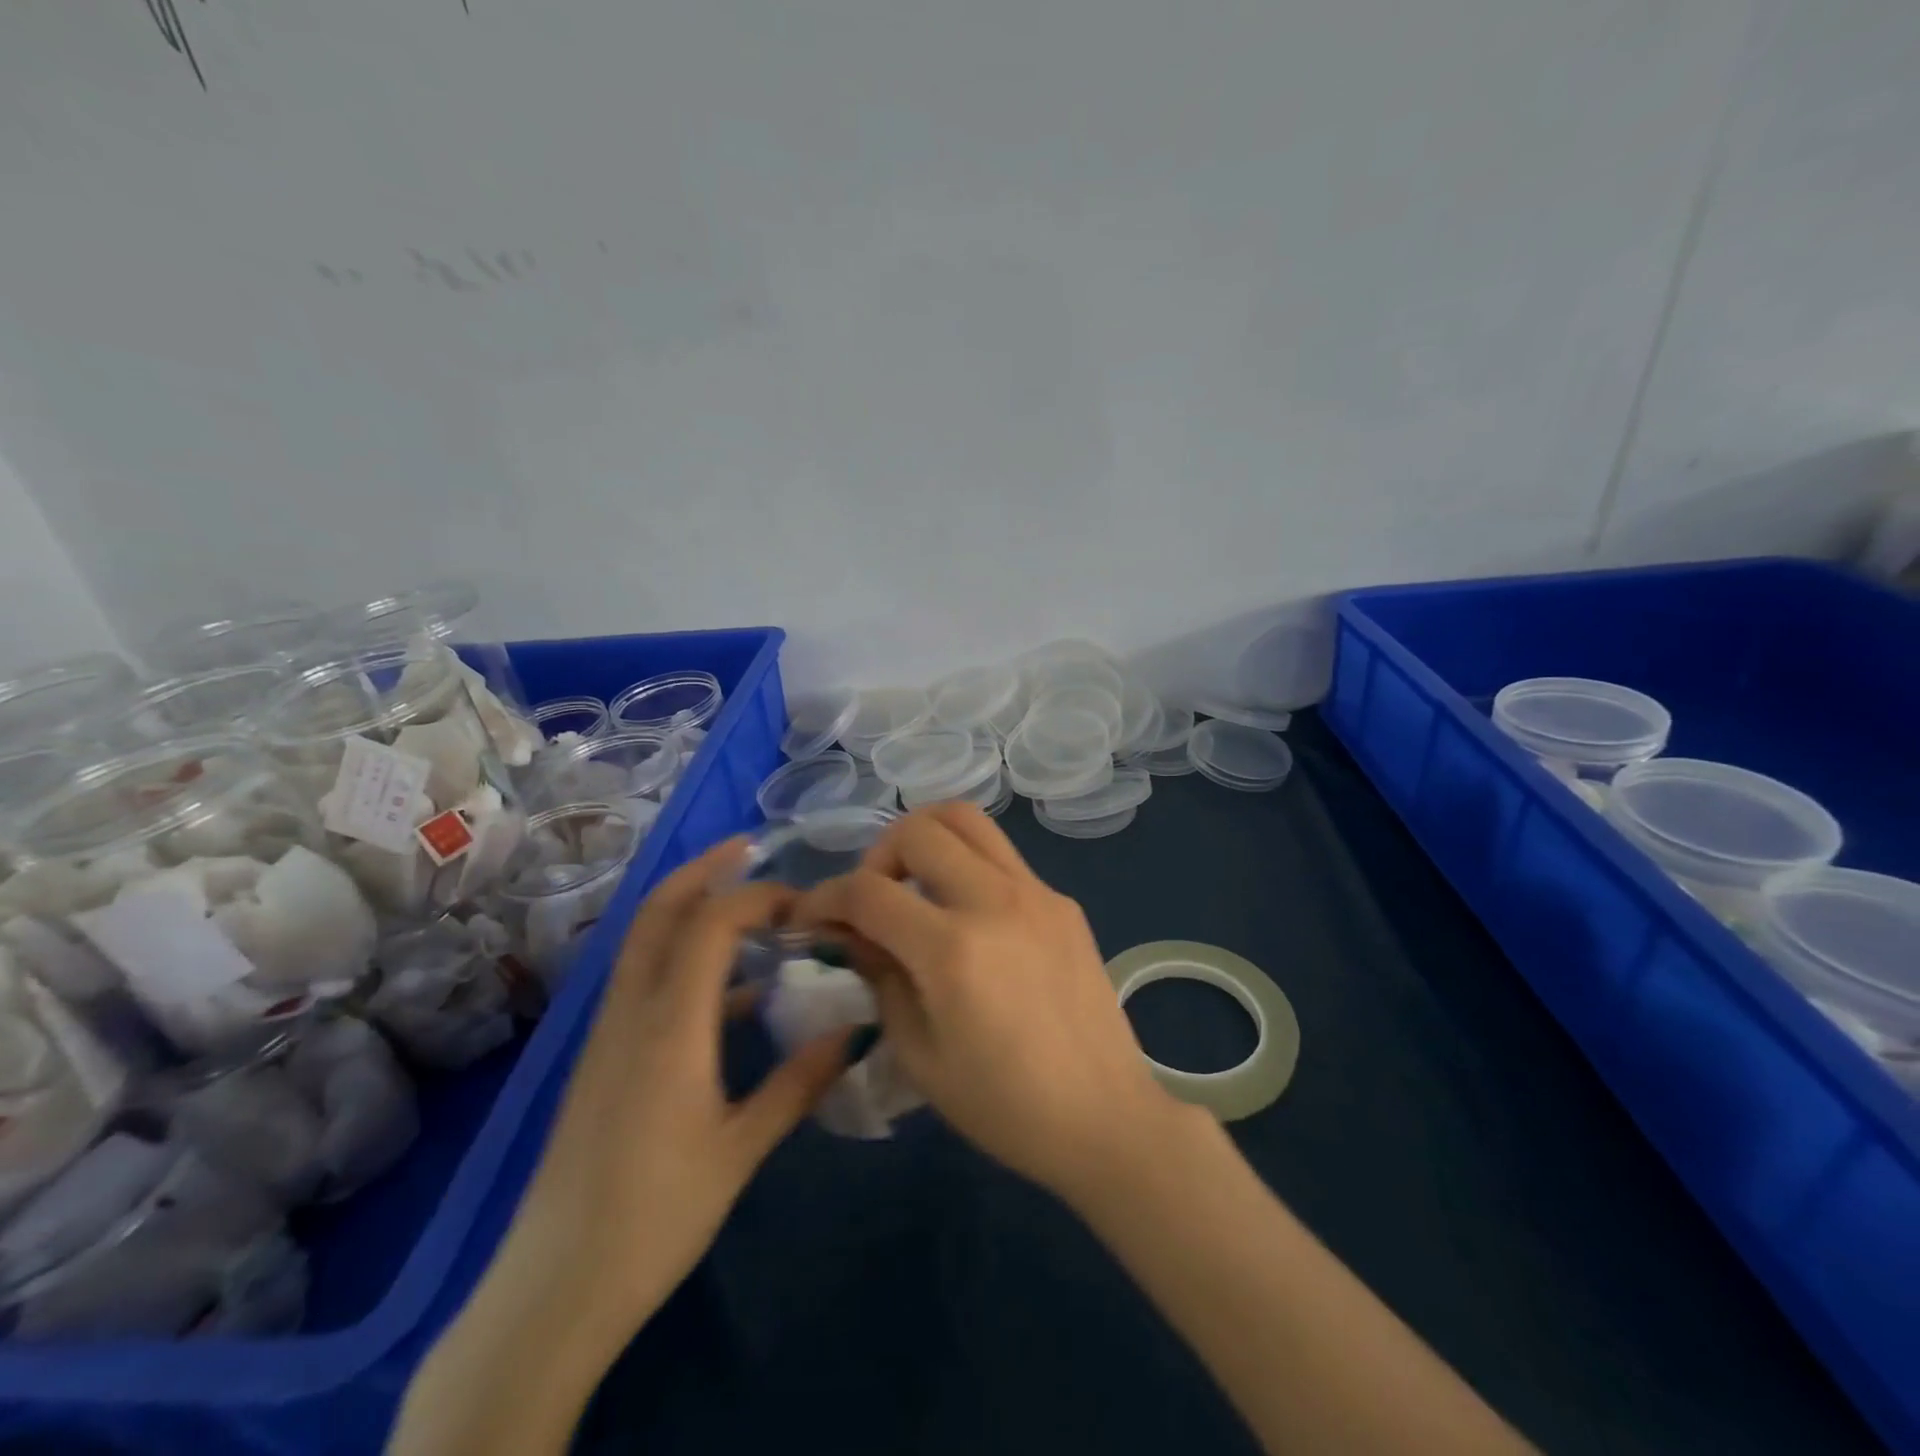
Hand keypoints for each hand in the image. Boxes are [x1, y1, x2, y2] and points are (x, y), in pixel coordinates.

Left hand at [508, 838, 853, 1330]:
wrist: (553, 1290)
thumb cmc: (655, 1217)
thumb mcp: (740, 1151)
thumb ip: (799, 1083)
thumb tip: (856, 1033)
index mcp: (669, 1026)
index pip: (710, 925)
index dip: (757, 897)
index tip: (804, 901)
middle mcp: (631, 1013)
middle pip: (658, 912)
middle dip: (703, 871)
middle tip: (750, 848)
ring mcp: (608, 1033)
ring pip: (644, 941)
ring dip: (689, 908)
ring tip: (746, 905)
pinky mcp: (602, 1057)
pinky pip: (643, 980)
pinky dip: (683, 958)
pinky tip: (730, 991)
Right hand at [793, 803, 1192, 1203]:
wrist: (1104, 1117)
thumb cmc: (1005, 1107)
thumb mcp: (920, 1056)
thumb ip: (881, 979)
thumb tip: (854, 935)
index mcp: (953, 949)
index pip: (868, 890)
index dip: (825, 897)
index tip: (809, 917)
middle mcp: (995, 901)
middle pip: (919, 829)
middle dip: (877, 855)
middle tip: (873, 899)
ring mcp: (1036, 893)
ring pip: (967, 820)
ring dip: (926, 840)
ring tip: (916, 887)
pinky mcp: (1062, 901)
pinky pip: (1002, 857)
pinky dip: (967, 866)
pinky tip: (968, 918)